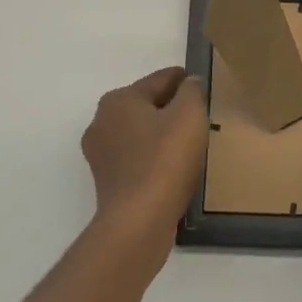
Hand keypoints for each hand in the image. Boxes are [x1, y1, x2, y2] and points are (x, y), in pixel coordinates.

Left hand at [82, 67, 207, 249]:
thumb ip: (191, 91)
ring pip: (140, 133)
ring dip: (161, 134)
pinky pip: (136, 158)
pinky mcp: (106, 181)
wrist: (138, 221)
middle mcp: (102, 121)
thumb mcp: (189, 115)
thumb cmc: (165, 159)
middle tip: (199, 118)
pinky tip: (172, 168)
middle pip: (146, 105)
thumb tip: (189, 83)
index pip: (159, 80)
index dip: (184, 80)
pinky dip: (153, 158)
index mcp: (119, 99)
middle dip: (171, 108)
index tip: (202, 86)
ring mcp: (100, 153)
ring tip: (188, 145)